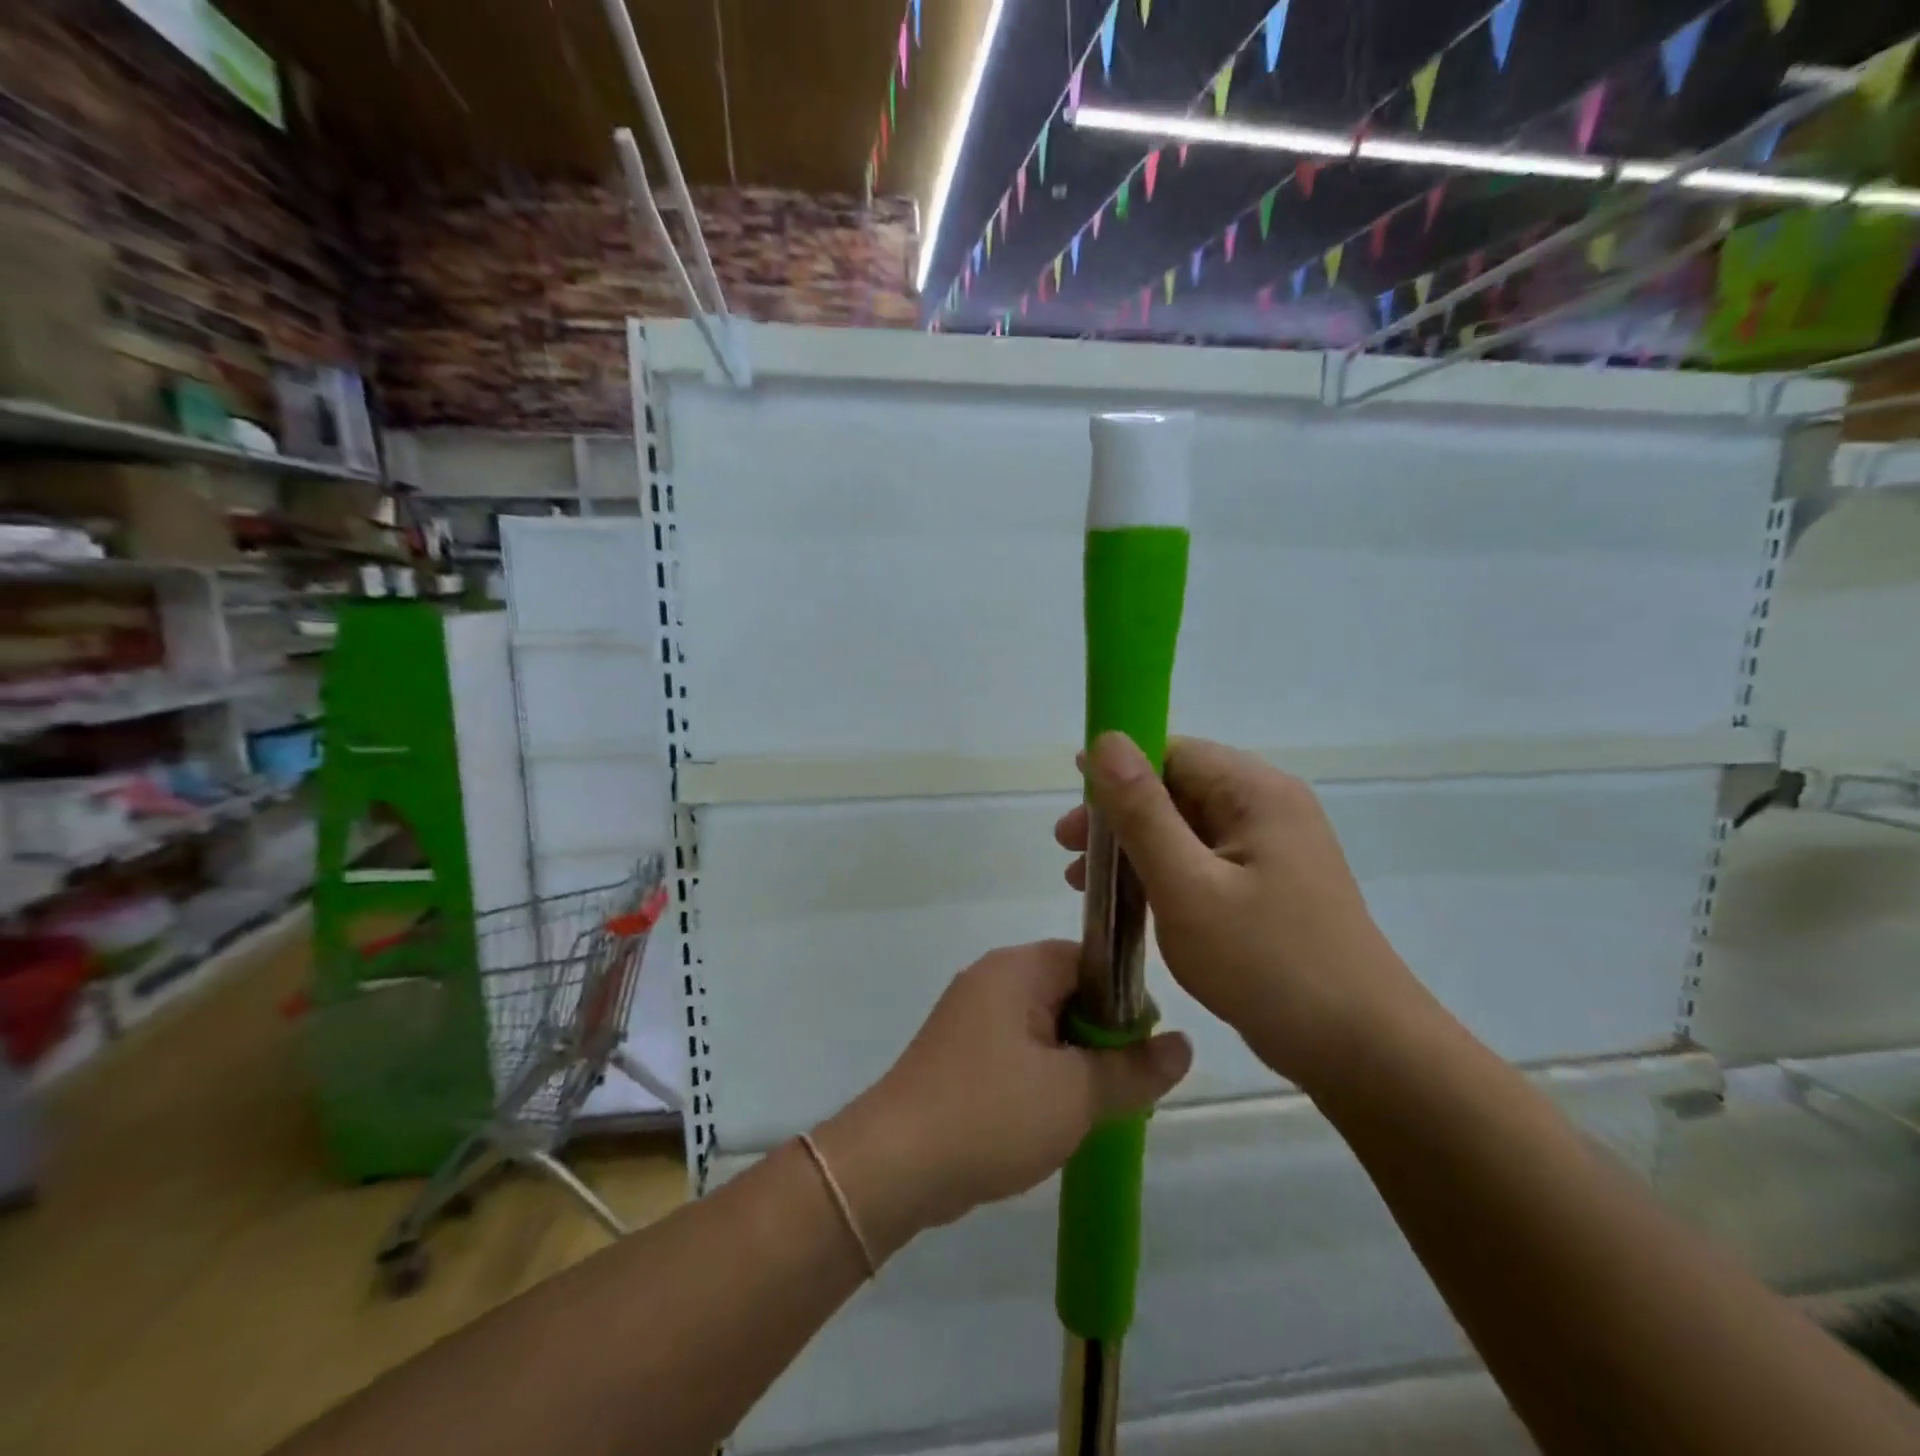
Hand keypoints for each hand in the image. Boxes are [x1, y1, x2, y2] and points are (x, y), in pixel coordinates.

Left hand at [814, 942, 1191, 1257]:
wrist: (894, 1165)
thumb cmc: (991, 1114)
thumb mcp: (1076, 1095)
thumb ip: (1134, 1069)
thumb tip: (1184, 1044)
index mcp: (1017, 969)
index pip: (1089, 960)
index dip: (1126, 1000)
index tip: (1145, 1051)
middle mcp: (990, 979)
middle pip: (1067, 991)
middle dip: (1101, 1037)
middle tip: (1125, 1089)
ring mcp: (969, 1016)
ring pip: (1042, 1026)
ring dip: (1073, 1062)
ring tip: (1094, 1110)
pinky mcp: (958, 1053)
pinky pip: (1016, 1050)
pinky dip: (1041, 1076)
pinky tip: (1053, 1119)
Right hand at [1056, 733, 1427, 1089]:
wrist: (1361, 1051)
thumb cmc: (1267, 963)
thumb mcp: (1187, 885)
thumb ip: (1142, 811)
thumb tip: (1106, 740)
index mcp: (1256, 792)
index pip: (1173, 752)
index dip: (1117, 771)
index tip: (1074, 806)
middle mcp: (1268, 808)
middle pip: (1177, 788)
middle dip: (1119, 816)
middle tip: (1069, 851)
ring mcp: (1273, 849)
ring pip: (1186, 828)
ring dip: (1134, 847)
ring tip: (1084, 881)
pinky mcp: (1270, 886)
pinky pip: (1203, 861)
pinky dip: (1162, 873)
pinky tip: (1131, 902)